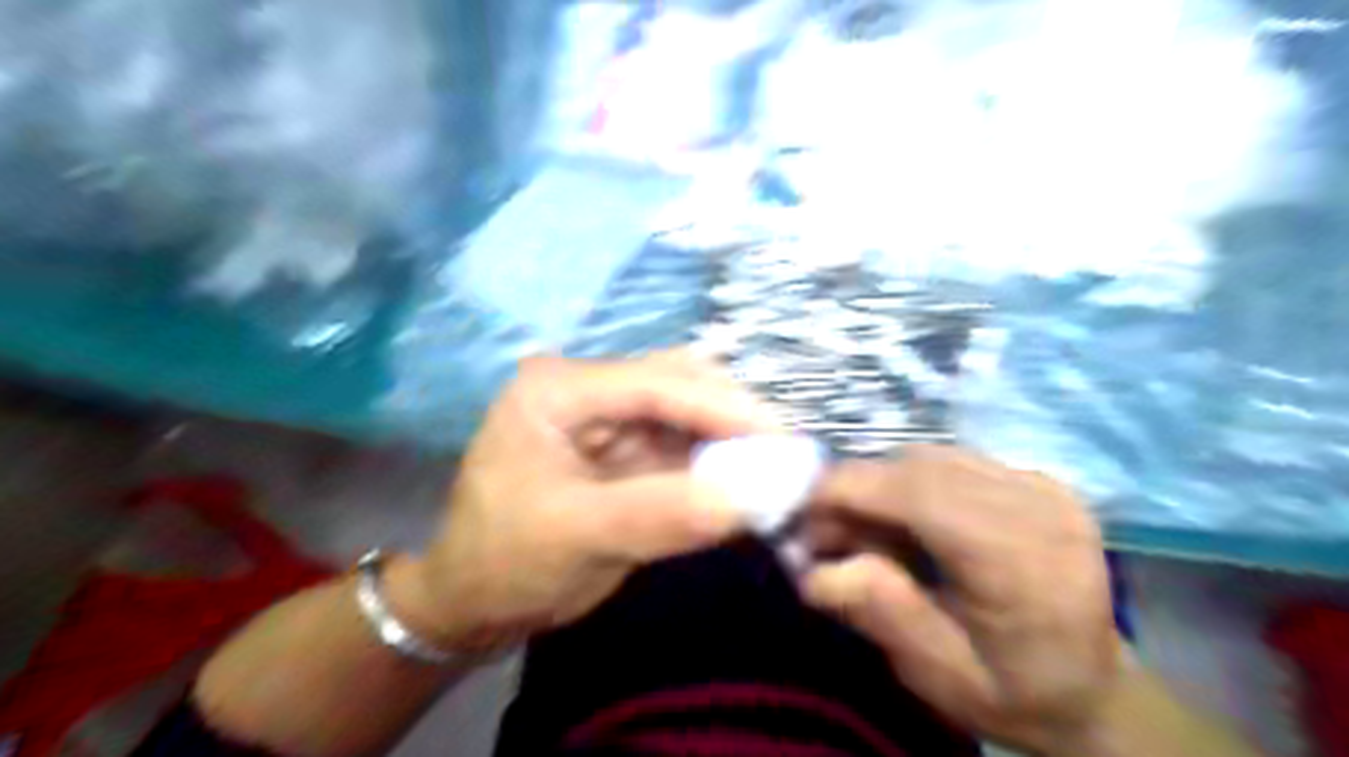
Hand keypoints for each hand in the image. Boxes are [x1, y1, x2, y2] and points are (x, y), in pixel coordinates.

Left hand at [387, 352, 780, 652]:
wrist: (475, 604)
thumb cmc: (504, 563)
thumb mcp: (576, 537)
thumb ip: (661, 513)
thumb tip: (750, 498)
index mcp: (557, 389)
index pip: (654, 383)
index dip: (723, 406)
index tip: (782, 437)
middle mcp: (586, 390)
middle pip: (676, 385)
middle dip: (733, 416)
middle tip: (787, 452)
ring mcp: (608, 419)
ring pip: (686, 414)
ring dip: (730, 438)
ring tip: (777, 465)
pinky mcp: (625, 450)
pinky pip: (682, 446)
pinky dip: (717, 462)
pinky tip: (747, 478)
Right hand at [799, 448, 1116, 752]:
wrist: (1098, 690)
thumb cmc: (1017, 692)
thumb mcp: (940, 675)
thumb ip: (878, 612)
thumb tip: (812, 570)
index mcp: (1022, 560)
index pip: (917, 493)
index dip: (846, 490)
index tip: (798, 513)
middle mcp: (1038, 505)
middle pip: (918, 466)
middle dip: (857, 489)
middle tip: (824, 532)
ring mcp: (1043, 484)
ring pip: (930, 456)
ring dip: (883, 485)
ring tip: (864, 530)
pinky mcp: (1037, 478)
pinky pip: (952, 461)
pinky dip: (913, 483)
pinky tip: (907, 520)